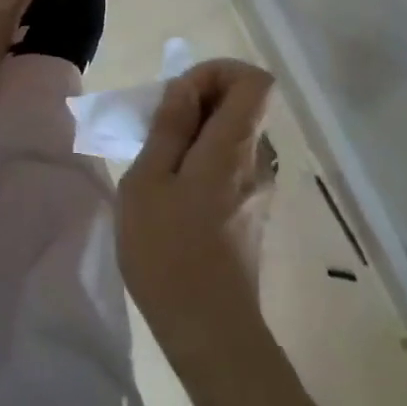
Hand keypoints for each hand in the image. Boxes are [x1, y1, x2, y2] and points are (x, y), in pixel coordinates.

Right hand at [118, 59, 278, 365]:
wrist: (210, 333)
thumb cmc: (168, 252)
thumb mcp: (147, 182)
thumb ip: (168, 128)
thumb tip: (184, 89)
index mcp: (234, 147)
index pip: (255, 81)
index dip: (218, 72)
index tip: (180, 96)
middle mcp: (257, 162)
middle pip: (242, 107)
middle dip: (198, 103)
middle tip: (156, 132)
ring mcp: (259, 190)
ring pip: (234, 137)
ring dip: (197, 136)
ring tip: (157, 166)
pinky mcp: (252, 214)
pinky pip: (232, 166)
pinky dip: (204, 163)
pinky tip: (173, 197)